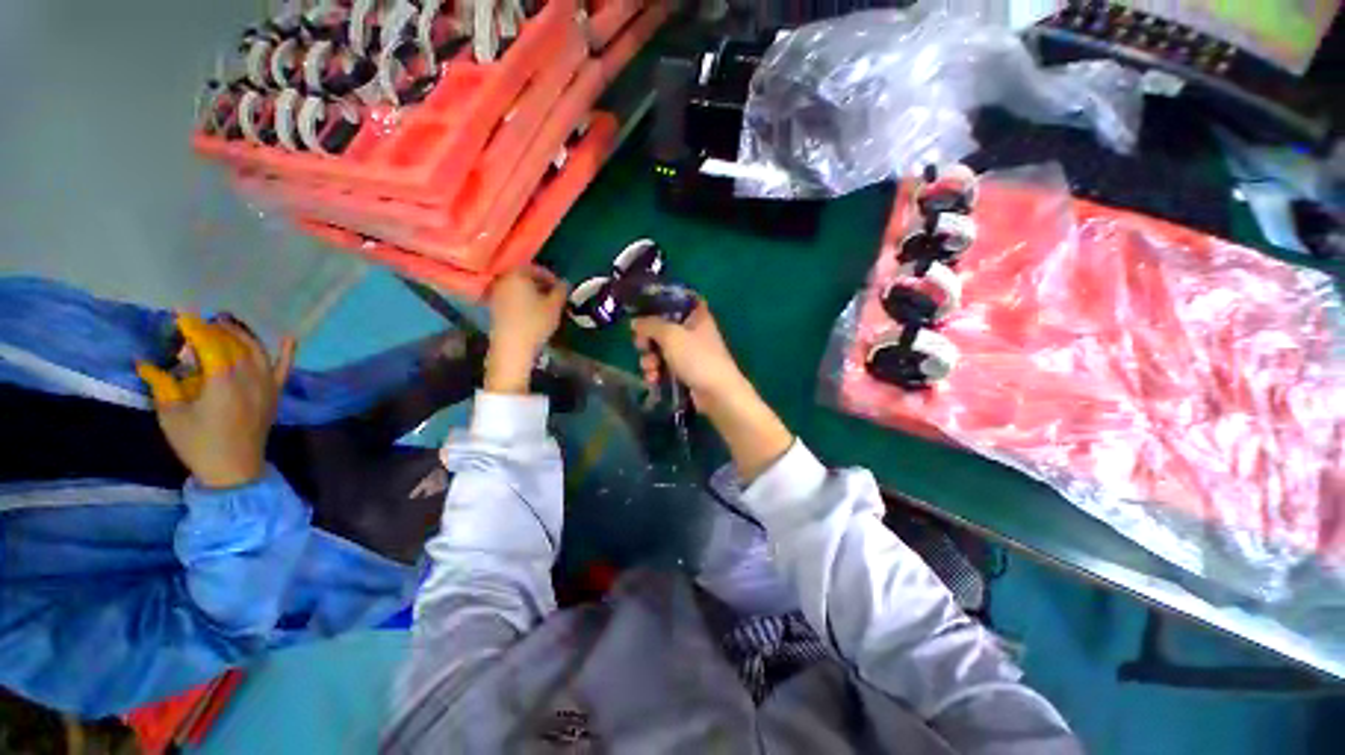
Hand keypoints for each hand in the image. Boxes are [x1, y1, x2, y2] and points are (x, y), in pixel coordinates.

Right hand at [136, 314, 295, 488]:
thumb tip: (144, 363)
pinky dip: (287, 352)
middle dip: (214, 329)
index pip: (209, 344)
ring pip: (256, 351)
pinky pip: (284, 368)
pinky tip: (289, 337)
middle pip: (233, 344)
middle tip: (196, 322)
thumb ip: (162, 385)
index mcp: (222, 379)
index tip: (181, 314)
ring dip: (241, 334)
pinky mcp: (275, 393)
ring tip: (224, 323)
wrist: (234, 469)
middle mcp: (249, 376)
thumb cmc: (198, 443)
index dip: (195, 327)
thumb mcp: (172, 414)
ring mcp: (267, 384)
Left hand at [485, 266, 568, 393]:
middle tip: (555, 295)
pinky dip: (523, 301)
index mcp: (517, 274)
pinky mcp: (494, 307)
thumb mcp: (555, 306)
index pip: (537, 269)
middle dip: (541, 284)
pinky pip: (512, 298)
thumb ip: (562, 290)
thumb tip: (565, 282)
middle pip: (525, 277)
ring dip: (532, 293)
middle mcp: (503, 280)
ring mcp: (496, 294)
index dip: (552, 277)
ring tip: (545, 305)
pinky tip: (533, 312)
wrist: (511, 347)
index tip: (562, 288)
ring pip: (518, 288)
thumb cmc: (535, 322)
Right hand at [631, 302, 750, 410]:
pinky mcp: (685, 372)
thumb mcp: (670, 335)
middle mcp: (692, 331)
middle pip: (662, 328)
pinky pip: (664, 367)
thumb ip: (650, 325)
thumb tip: (635, 322)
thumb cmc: (696, 357)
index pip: (676, 301)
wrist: (717, 393)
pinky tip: (653, 380)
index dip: (658, 305)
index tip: (642, 314)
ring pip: (660, 350)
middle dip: (648, 340)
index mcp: (695, 315)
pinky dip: (656, 372)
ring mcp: (689, 353)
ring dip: (650, 360)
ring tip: (650, 369)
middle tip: (641, 346)